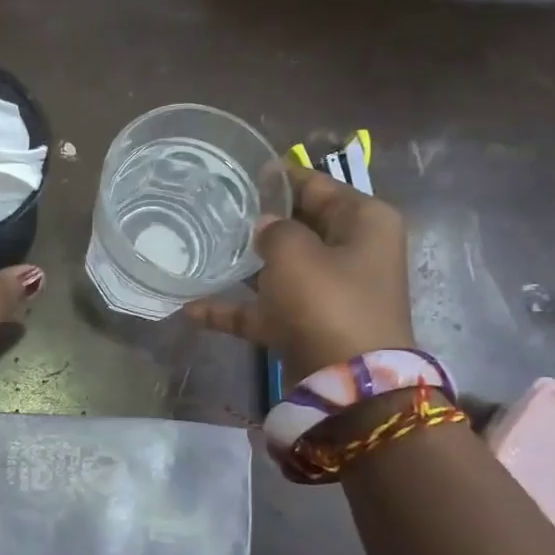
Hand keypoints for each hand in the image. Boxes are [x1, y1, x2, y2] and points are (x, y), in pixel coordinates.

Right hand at [185, 162, 413, 379]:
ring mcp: (329, 293)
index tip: (243, 169)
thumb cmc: (327, 302)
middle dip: (260, 221)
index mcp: (363, 222)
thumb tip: (265, 228)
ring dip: (244, 266)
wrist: (350, 385)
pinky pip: (266, 310)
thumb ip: (274, 229)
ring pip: (280, 269)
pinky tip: (191, 310)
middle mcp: (351, 253)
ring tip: (201, 251)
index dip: (281, 176)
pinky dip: (234, 310)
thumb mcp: (295, 252)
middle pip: (299, 226)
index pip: (318, 186)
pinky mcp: (307, 326)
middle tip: (216, 208)